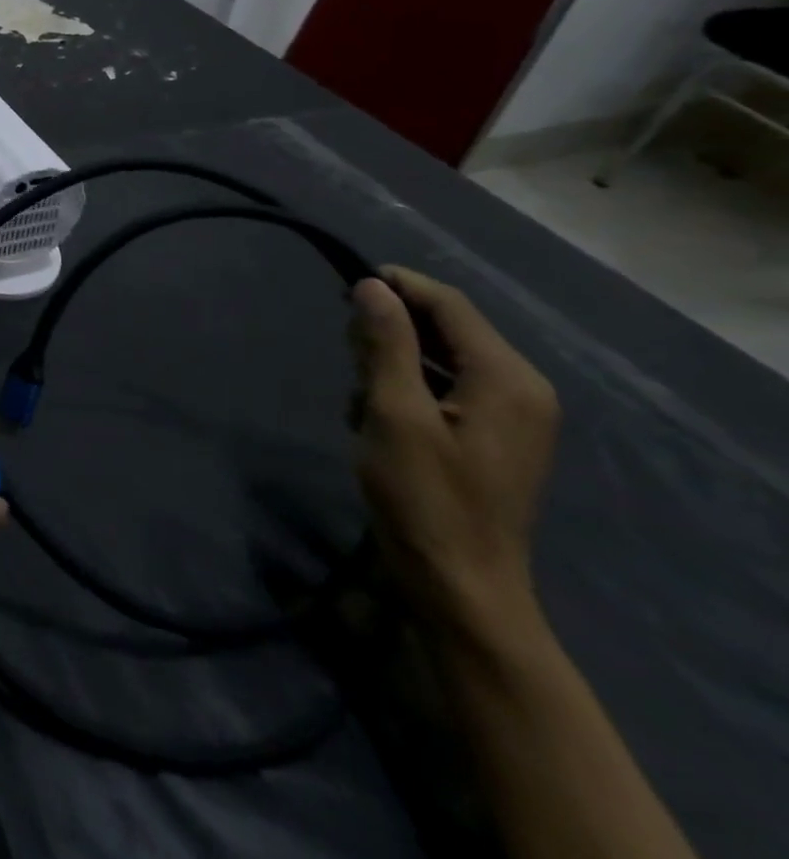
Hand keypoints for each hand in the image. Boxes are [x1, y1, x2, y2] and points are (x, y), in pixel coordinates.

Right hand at [349, 268, 560, 645]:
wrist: (460, 585)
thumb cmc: (424, 497)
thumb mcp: (393, 413)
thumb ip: (386, 344)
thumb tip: (372, 286)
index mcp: (508, 379)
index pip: (451, 305)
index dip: (399, 285)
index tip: (345, 281)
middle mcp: (522, 389)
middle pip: (449, 328)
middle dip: (392, 330)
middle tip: (346, 352)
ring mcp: (512, 416)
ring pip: (442, 358)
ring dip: (394, 363)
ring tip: (359, 394)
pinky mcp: (493, 437)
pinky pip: (446, 387)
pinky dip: (407, 388)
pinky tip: (377, 416)